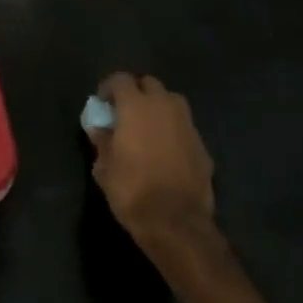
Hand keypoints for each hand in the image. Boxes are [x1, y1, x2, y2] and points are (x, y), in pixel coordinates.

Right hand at [86, 73, 218, 252]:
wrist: (177, 223)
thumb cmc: (132, 190)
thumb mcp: (105, 167)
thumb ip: (102, 141)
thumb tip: (99, 129)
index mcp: (136, 106)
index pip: (121, 79)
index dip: (109, 88)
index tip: (102, 103)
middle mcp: (164, 106)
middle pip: (149, 84)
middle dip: (136, 92)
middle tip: (125, 113)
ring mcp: (187, 124)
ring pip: (171, 101)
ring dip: (158, 107)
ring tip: (147, 128)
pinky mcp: (202, 145)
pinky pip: (184, 126)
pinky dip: (173, 130)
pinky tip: (166, 151)